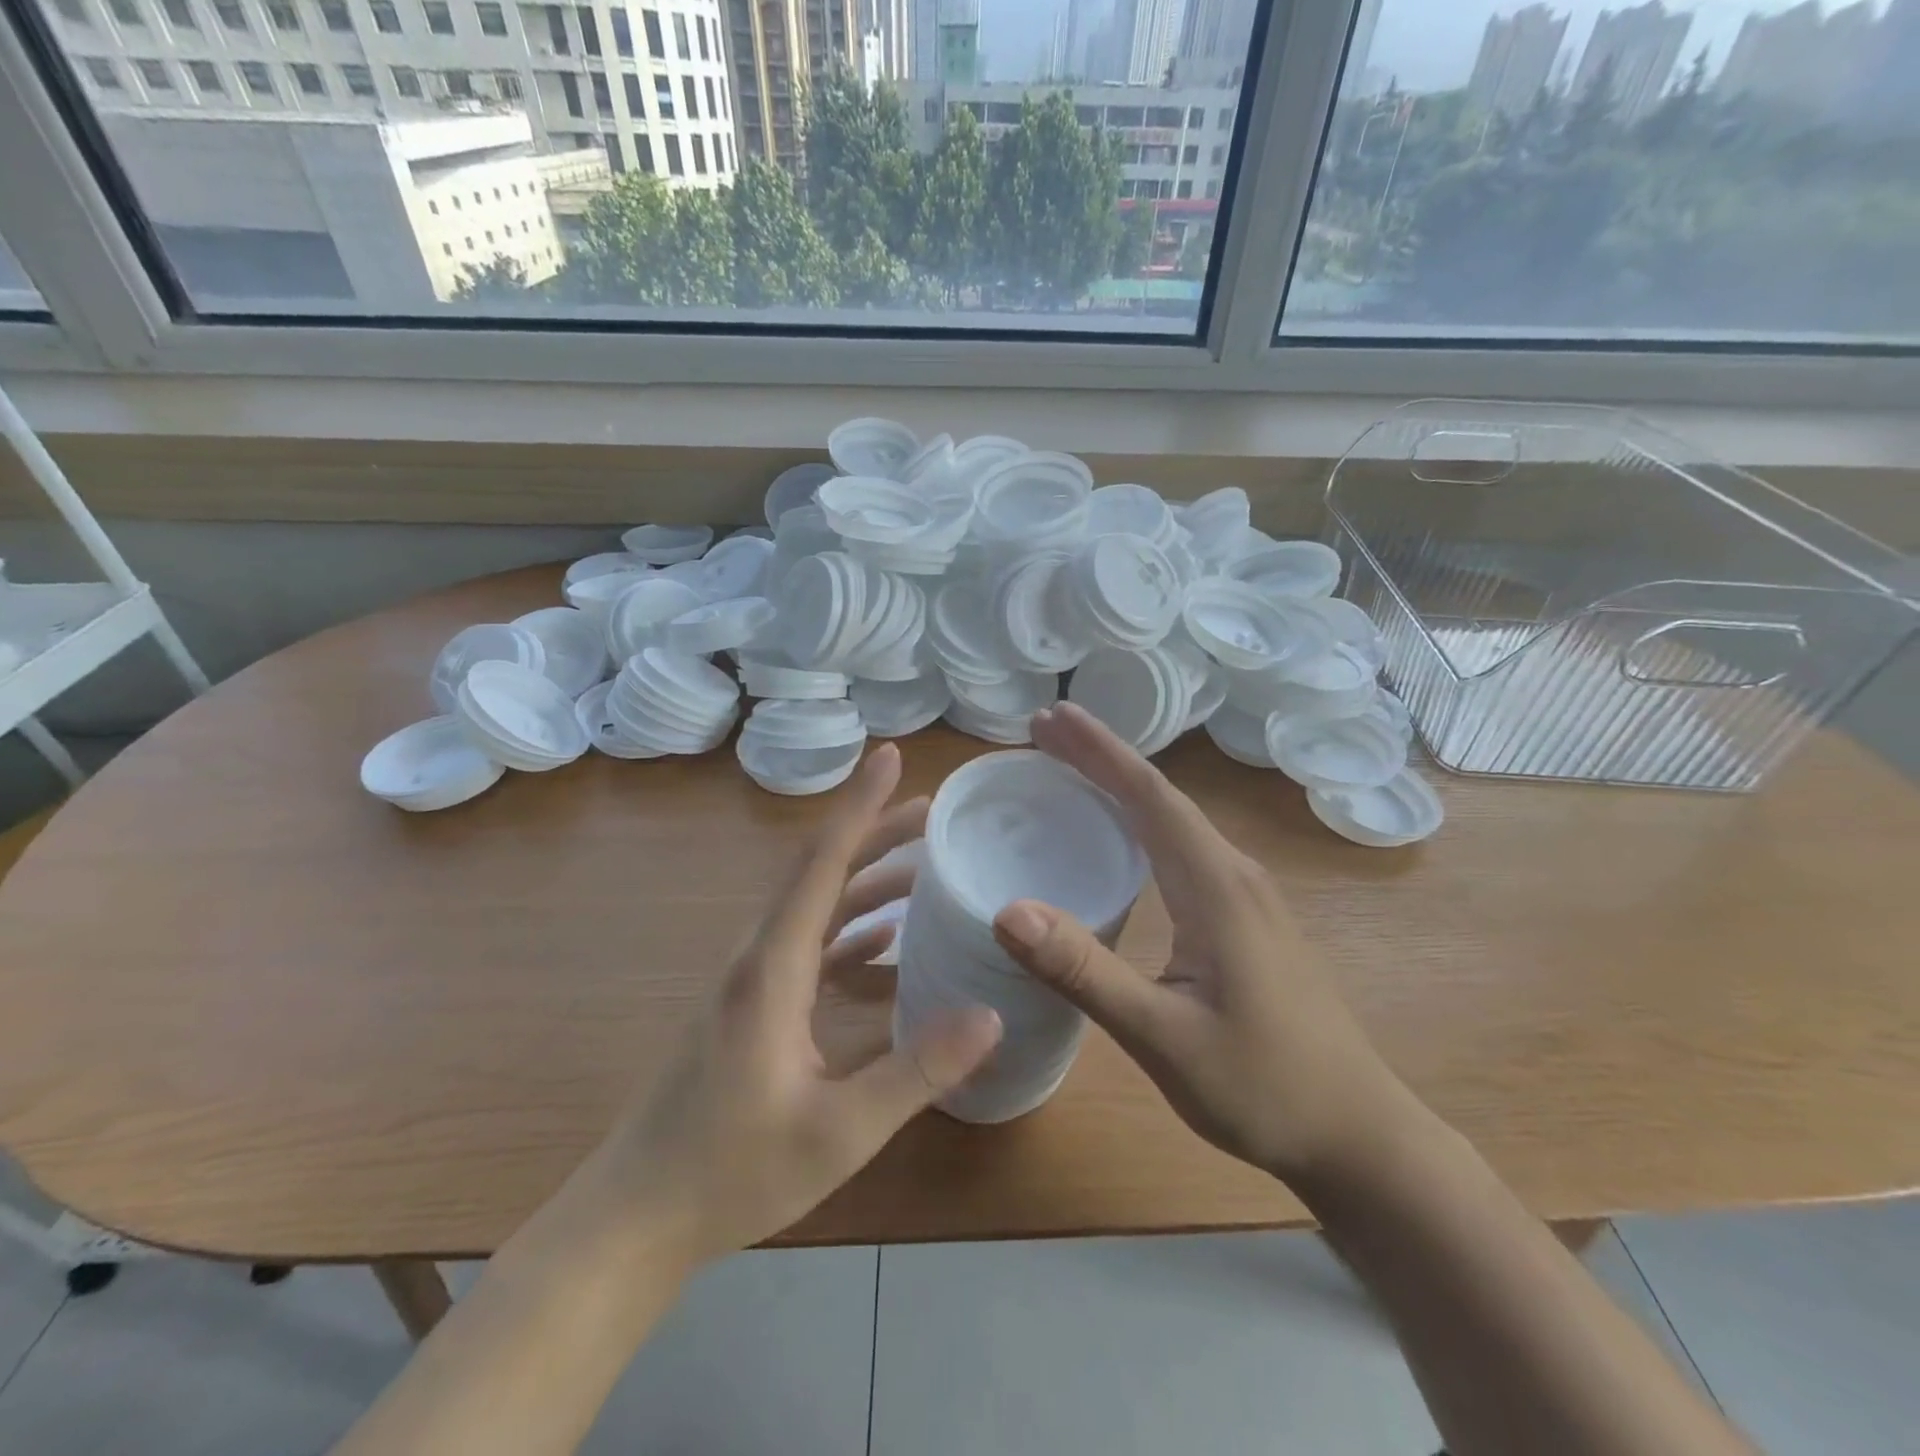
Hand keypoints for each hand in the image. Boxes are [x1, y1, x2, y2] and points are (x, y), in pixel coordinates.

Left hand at [601, 742, 1001, 1264]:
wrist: (636, 1216)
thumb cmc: (731, 1173)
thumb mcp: (838, 1131)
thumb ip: (916, 1071)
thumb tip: (990, 1015)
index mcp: (772, 968)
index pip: (821, 864)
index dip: (859, 806)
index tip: (891, 756)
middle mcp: (759, 957)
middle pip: (821, 873)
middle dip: (875, 833)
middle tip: (932, 810)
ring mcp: (752, 982)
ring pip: (815, 907)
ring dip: (866, 880)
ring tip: (922, 862)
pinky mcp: (753, 1007)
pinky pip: (809, 947)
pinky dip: (850, 930)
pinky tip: (886, 941)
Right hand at [990, 704, 1408, 1185]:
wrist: (1357, 1133)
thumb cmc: (1262, 1086)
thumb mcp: (1162, 1036)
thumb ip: (1085, 972)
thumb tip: (1007, 911)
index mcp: (1217, 885)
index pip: (1149, 796)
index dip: (1098, 751)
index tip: (1049, 719)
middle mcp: (1234, 873)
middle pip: (1160, 796)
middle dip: (1101, 757)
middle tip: (1043, 730)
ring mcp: (1246, 894)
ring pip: (1174, 819)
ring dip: (1120, 786)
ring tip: (1068, 768)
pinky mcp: (1246, 917)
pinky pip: (1183, 847)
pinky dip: (1139, 822)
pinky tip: (1119, 836)